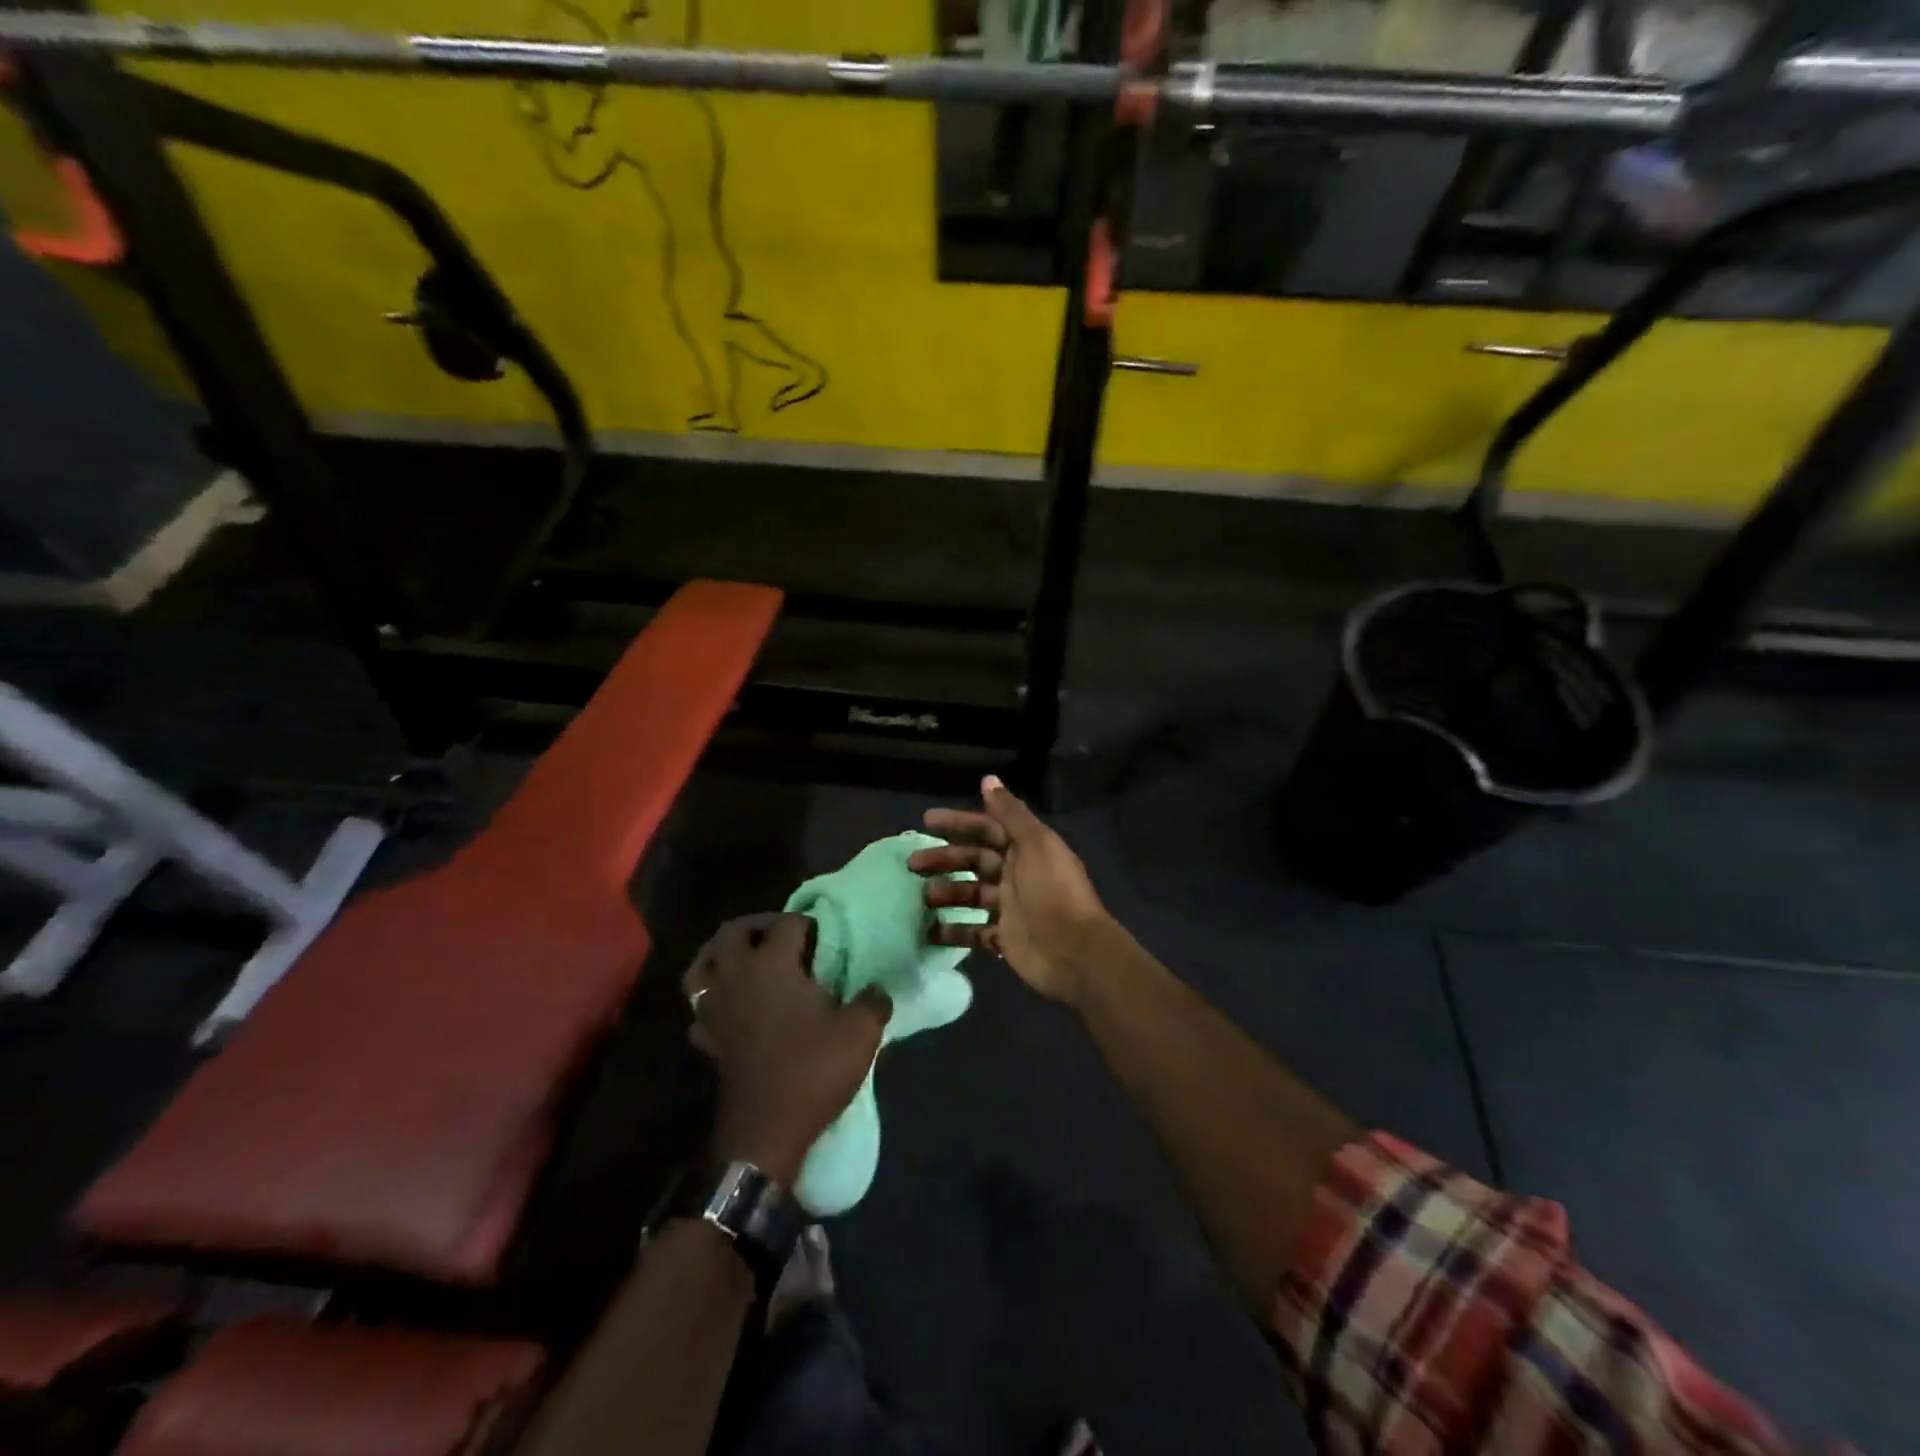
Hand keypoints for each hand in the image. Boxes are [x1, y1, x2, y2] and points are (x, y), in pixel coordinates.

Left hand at [683, 913, 889, 1184]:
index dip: (809, 925)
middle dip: (759, 924)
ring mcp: (715, 1006)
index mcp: (772, 964)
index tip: (826, 939)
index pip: (788, 924)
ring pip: (704, 963)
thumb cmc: (812, 1070)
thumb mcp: (861, 1033)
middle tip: (785, 936)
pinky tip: (731, 1005)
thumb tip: (877, 990)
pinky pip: (700, 1005)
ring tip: (748, 959)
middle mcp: (737, 975)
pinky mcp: (706, 1037)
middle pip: (733, 931)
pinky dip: (712, 997)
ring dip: (722, 953)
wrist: (766, 1130)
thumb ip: (874, 1001)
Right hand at [909, 775, 1115, 1005]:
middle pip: (974, 861)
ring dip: (947, 892)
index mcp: (1025, 849)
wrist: (1075, 952)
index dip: (958, 823)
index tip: (927, 821)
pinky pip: (974, 932)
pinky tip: (931, 930)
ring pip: (971, 894)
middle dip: (945, 859)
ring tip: (923, 896)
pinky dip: (953, 931)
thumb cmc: (1052, 891)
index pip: (986, 829)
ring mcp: (1010, 908)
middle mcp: (1016, 875)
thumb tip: (988, 779)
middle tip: (913, 862)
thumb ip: (1010, 813)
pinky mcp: (1005, 939)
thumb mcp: (1035, 844)